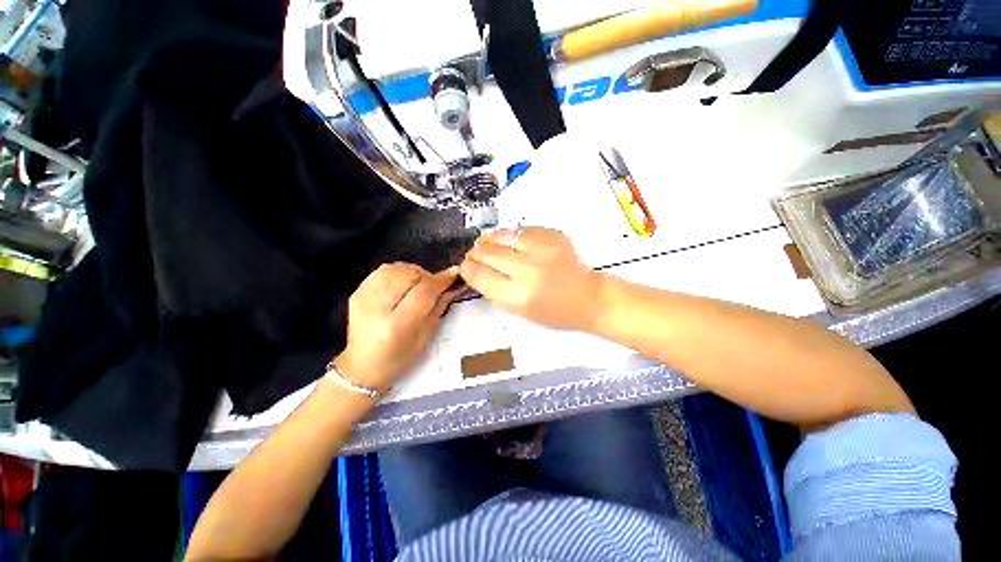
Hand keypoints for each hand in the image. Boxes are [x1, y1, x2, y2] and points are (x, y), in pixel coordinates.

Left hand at [333, 263, 459, 392]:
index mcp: (397, 325)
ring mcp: (363, 298)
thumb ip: (440, 305)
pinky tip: (402, 284)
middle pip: (409, 275)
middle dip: (427, 276)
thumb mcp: (426, 335)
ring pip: (396, 268)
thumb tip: (454, 284)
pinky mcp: (356, 292)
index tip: (454, 273)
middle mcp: (377, 308)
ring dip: (413, 272)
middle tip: (433, 287)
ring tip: (417, 285)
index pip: (424, 292)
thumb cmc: (400, 356)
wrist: (364, 364)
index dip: (441, 280)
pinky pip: (383, 270)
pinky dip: (398, 272)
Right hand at [460, 227, 604, 330]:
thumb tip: (478, 269)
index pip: (480, 276)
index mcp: (518, 296)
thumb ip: (496, 290)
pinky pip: (522, 230)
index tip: (466, 266)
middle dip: (476, 253)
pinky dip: (511, 235)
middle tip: (474, 254)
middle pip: (488, 253)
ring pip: (503, 236)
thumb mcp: (520, 312)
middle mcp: (528, 271)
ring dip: (490, 239)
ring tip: (487, 243)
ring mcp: (542, 250)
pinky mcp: (553, 236)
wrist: (588, 297)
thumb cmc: (554, 312)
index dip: (468, 269)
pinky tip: (509, 241)